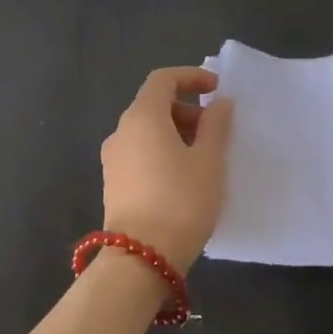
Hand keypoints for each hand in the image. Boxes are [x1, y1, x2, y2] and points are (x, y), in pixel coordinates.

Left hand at [100, 67, 234, 271]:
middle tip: (216, 130)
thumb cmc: (182, 201)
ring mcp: (113, 159)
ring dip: (175, 132)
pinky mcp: (113, 183)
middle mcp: (121, 132)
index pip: (163, 79)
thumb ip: (216, 125)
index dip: (191, 77)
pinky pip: (140, 152)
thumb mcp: (209, 161)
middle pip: (153, 104)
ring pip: (146, 131)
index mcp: (142, 117)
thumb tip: (219, 102)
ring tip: (204, 156)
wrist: (141, 257)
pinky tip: (184, 176)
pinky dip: (162, 151)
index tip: (217, 89)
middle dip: (186, 108)